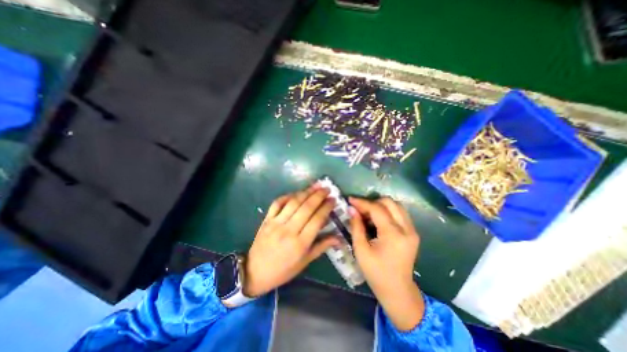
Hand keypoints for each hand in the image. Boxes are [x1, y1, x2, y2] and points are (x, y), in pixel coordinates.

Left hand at [242, 186, 339, 297]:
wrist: (255, 272)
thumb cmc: (284, 270)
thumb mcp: (305, 261)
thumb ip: (322, 246)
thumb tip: (340, 238)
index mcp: (300, 243)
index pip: (317, 219)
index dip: (326, 207)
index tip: (333, 199)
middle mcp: (289, 230)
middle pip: (306, 207)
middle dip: (318, 195)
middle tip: (326, 188)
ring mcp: (276, 223)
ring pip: (293, 202)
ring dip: (306, 192)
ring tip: (315, 186)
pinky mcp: (267, 219)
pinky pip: (277, 203)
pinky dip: (288, 195)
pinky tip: (296, 193)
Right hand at [347, 197, 425, 331]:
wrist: (397, 290)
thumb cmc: (376, 272)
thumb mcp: (361, 250)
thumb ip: (356, 227)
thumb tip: (351, 209)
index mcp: (393, 235)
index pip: (377, 209)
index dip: (362, 202)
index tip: (350, 200)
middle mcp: (407, 229)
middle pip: (390, 202)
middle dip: (372, 202)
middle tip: (359, 209)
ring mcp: (412, 230)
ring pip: (396, 205)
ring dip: (380, 206)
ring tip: (367, 214)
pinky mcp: (413, 232)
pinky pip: (399, 213)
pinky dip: (387, 211)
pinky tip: (377, 220)